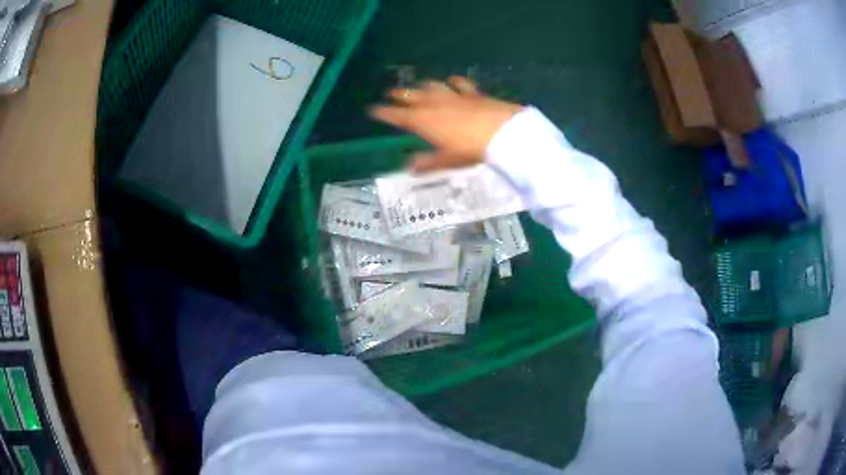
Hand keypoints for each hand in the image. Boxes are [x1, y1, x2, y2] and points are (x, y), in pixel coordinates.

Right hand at [369, 76, 523, 171]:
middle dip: (400, 94)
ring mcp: (453, 96)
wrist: (502, 131)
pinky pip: (459, 84)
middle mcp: (434, 104)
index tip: (372, 110)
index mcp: (422, 120)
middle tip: (391, 92)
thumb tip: (410, 166)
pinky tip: (452, 80)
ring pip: (432, 86)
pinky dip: (453, 82)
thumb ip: (427, 162)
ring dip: (423, 86)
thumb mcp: (447, 160)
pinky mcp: (472, 93)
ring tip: (418, 86)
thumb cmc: (470, 149)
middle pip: (412, 96)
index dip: (384, 113)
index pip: (397, 115)